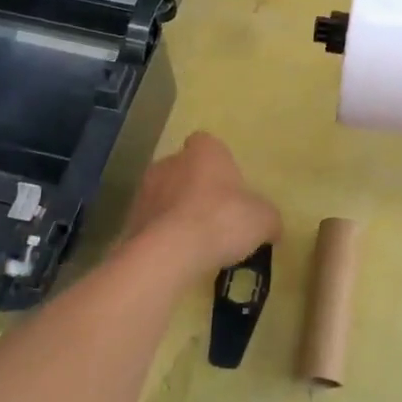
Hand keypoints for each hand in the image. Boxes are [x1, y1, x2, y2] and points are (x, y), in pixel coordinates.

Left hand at [122, 131, 281, 279]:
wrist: (169, 251)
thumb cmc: (222, 220)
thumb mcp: (264, 220)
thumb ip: (268, 218)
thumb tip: (271, 227)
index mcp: (204, 150)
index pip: (209, 145)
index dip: (220, 165)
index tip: (230, 188)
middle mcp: (170, 161)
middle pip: (186, 170)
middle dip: (197, 189)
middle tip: (217, 217)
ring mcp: (145, 189)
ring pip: (166, 196)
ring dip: (178, 212)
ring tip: (197, 241)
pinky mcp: (130, 219)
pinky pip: (152, 223)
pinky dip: (163, 235)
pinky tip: (178, 256)